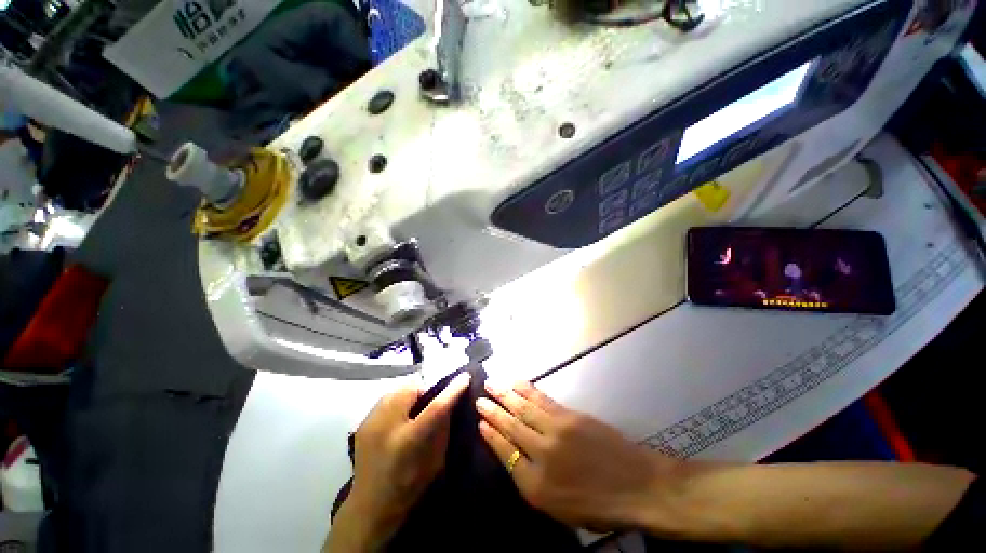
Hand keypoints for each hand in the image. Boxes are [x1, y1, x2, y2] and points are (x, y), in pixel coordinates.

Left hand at [327, 373, 469, 551]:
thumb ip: (443, 426)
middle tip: (431, 398)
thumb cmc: (410, 486)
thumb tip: (451, 399)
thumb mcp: (436, 459)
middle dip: (426, 388)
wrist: (370, 505)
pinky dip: (398, 400)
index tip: (465, 376)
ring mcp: (371, 422)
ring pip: (398, 388)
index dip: (453, 389)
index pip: (436, 407)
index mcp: (409, 441)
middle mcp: (386, 426)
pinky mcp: (363, 421)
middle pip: (412, 387)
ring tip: (415, 405)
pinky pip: (387, 397)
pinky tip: (400, 414)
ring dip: (411, 392)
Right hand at [476, 381, 685, 532]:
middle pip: (511, 427)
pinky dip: (527, 390)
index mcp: (536, 486)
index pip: (505, 453)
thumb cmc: (598, 505)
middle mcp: (541, 454)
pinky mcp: (569, 416)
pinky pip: (542, 400)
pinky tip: (517, 383)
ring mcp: (556, 431)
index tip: (480, 422)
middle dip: (493, 411)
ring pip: (524, 409)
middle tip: (479, 398)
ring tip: (492, 384)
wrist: (637, 486)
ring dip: (505, 395)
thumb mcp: (559, 509)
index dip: (491, 435)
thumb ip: (532, 482)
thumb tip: (514, 456)